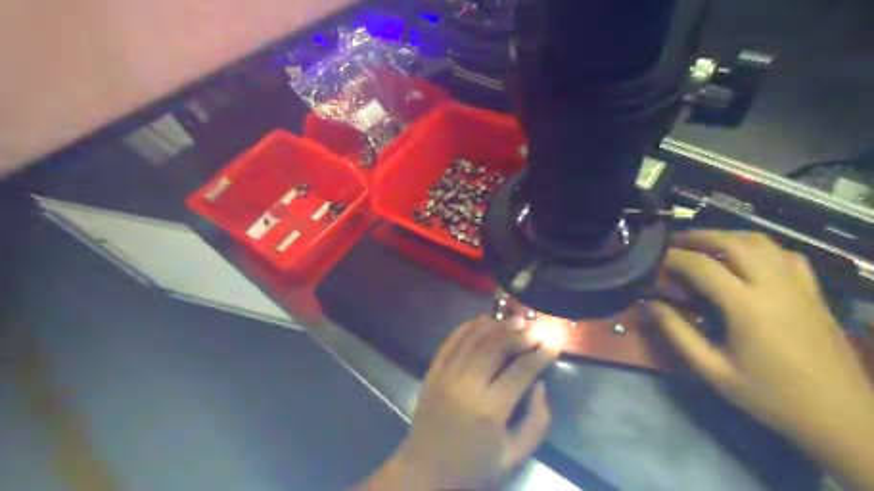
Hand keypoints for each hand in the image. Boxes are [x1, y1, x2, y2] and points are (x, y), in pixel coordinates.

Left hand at [356, 316, 555, 488]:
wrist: (425, 470)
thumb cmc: (474, 466)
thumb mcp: (514, 456)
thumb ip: (537, 421)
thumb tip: (539, 384)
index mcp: (489, 410)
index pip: (521, 370)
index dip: (541, 353)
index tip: (554, 340)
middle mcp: (466, 385)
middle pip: (496, 346)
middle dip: (519, 332)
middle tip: (536, 326)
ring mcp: (446, 374)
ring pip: (474, 338)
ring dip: (497, 324)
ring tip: (516, 319)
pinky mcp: (433, 371)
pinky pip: (452, 340)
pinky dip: (469, 326)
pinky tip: (485, 320)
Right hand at [651, 233, 873, 490]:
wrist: (841, 416)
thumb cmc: (770, 395)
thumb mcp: (713, 370)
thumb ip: (677, 334)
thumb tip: (649, 306)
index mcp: (748, 307)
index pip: (703, 267)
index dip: (674, 257)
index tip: (654, 258)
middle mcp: (775, 287)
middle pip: (734, 242)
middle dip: (700, 237)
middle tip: (675, 242)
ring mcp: (799, 286)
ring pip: (762, 242)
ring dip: (728, 237)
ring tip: (705, 245)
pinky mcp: (814, 292)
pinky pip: (785, 254)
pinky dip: (759, 248)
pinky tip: (747, 259)